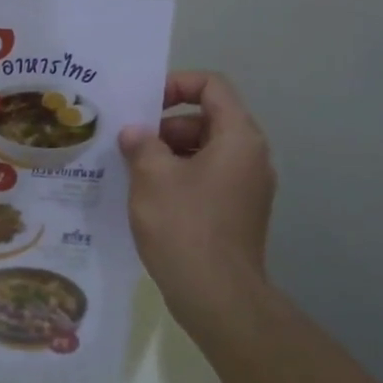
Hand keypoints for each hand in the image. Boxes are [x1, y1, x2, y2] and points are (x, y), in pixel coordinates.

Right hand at [118, 71, 275, 327]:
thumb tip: (136, 134)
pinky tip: (148, 196)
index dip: (176, 84)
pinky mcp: (238, 213)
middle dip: (166, 125)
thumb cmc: (185, 226)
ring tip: (133, 170)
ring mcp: (247, 188)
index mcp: (238, 138)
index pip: (212, 86)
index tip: (144, 103)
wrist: (218, 298)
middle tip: (131, 142)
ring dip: (168, 153)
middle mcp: (251, 157)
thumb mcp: (152, 176)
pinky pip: (207, 178)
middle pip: (207, 118)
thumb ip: (141, 143)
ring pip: (205, 150)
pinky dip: (179, 177)